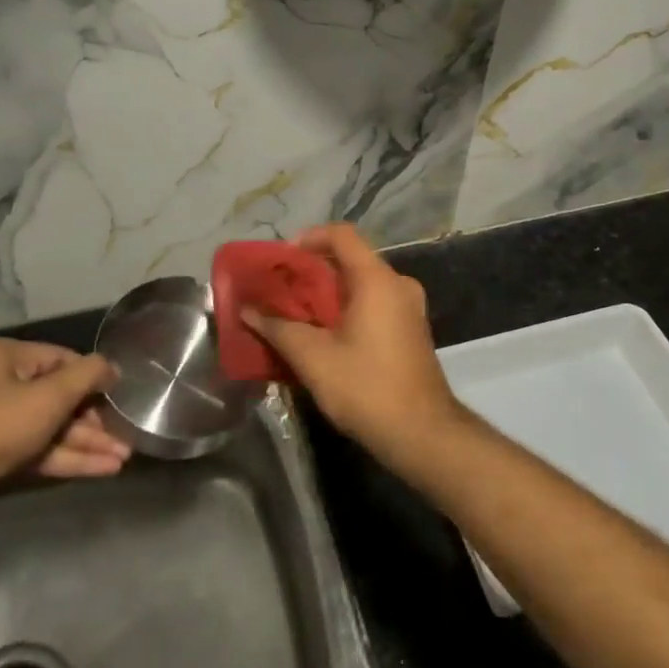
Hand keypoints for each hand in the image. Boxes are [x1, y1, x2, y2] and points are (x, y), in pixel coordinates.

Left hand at [0, 338, 128, 512]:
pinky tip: (101, 469)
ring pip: (50, 428)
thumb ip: (89, 375)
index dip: (94, 378)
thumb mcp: (51, 394)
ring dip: (86, 443)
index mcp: (4, 356)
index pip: (62, 359)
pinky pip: (37, 450)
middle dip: (94, 420)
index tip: (121, 397)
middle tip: (125, 435)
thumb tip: (113, 368)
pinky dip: (67, 459)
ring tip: (123, 457)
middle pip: (58, 397)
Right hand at [241, 224, 465, 466]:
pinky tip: (322, 334)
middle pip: (350, 259)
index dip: (308, 238)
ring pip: (361, 284)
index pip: (342, 235)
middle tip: (279, 290)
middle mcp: (398, 284)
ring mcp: (408, 307)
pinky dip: (346, 309)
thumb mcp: (313, 358)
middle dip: (311, 272)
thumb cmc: (367, 388)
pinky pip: (374, 303)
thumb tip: (246, 310)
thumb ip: (278, 328)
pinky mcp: (410, 329)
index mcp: (378, 279)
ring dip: (327, 293)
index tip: (281, 260)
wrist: (422, 433)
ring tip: (293, 314)